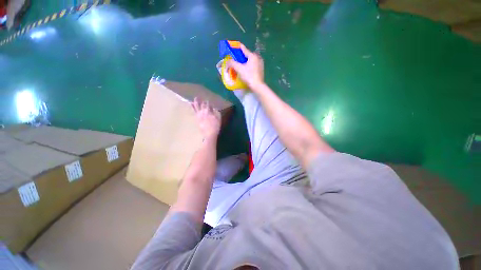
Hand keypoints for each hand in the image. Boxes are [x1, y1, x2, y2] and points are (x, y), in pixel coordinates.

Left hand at [192, 97, 220, 138]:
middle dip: (203, 101)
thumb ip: (216, 113)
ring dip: (196, 101)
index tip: (209, 100)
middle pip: (203, 105)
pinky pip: (194, 111)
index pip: (209, 105)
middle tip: (202, 98)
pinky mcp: (197, 118)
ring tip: (195, 98)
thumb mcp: (218, 119)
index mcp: (209, 112)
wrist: (209, 134)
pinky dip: (192, 106)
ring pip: (197, 106)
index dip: (209, 102)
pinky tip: (191, 103)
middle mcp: (203, 112)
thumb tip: (214, 109)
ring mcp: (199, 115)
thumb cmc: (215, 127)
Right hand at [227, 44, 264, 88]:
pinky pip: (253, 66)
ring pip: (250, 61)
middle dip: (241, 57)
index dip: (238, 47)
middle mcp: (258, 58)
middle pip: (247, 55)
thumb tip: (227, 61)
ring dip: (245, 62)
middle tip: (235, 59)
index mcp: (253, 56)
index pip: (244, 49)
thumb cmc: (249, 76)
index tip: (234, 45)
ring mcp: (260, 64)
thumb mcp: (239, 69)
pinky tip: (246, 70)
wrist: (257, 86)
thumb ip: (232, 63)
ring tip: (240, 66)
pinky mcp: (261, 70)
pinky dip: (249, 66)